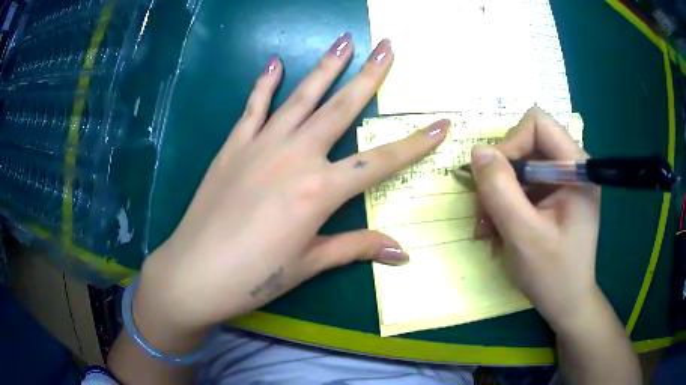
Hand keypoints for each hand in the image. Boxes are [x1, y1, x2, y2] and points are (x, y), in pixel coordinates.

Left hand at [135, 36, 448, 334]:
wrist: (195, 272)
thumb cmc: (254, 276)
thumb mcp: (309, 264)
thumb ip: (356, 248)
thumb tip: (402, 253)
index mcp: (320, 190)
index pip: (381, 161)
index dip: (416, 143)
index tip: (442, 123)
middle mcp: (295, 156)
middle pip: (342, 107)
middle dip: (370, 75)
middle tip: (387, 47)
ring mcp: (261, 145)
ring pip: (302, 96)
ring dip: (325, 66)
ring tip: (344, 40)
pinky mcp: (233, 146)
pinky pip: (253, 107)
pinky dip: (264, 84)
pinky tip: (275, 63)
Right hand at [468, 108, 600, 329]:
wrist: (567, 303)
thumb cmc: (553, 275)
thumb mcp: (523, 235)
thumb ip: (500, 191)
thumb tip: (477, 151)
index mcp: (576, 169)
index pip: (538, 125)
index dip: (511, 144)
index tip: (495, 181)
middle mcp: (571, 167)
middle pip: (526, 144)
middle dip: (500, 174)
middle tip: (485, 210)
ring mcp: (562, 181)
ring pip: (519, 165)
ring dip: (498, 193)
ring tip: (487, 226)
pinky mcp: (553, 195)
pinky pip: (521, 184)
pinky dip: (504, 203)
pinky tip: (497, 229)